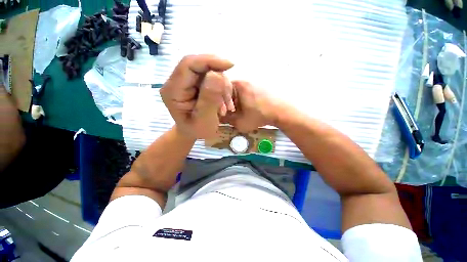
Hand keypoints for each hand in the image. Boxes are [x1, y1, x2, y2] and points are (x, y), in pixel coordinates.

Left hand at [160, 55, 234, 138]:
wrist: (194, 132)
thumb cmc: (197, 130)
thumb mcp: (205, 121)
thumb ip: (209, 100)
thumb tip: (217, 75)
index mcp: (173, 90)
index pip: (189, 65)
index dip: (209, 61)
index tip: (230, 65)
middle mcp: (178, 81)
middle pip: (201, 66)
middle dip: (220, 80)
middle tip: (228, 99)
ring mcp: (188, 81)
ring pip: (210, 71)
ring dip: (223, 87)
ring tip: (226, 106)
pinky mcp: (196, 83)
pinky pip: (214, 78)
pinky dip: (223, 89)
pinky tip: (225, 103)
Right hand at [222, 81, 282, 132]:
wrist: (281, 111)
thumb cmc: (259, 116)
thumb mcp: (240, 122)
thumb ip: (227, 119)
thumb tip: (218, 116)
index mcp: (238, 85)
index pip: (220, 90)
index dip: (220, 102)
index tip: (223, 112)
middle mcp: (244, 80)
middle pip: (229, 90)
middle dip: (228, 102)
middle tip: (231, 113)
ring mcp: (253, 82)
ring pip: (238, 91)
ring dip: (236, 102)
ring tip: (240, 111)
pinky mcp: (259, 86)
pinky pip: (246, 92)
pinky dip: (244, 100)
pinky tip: (249, 108)